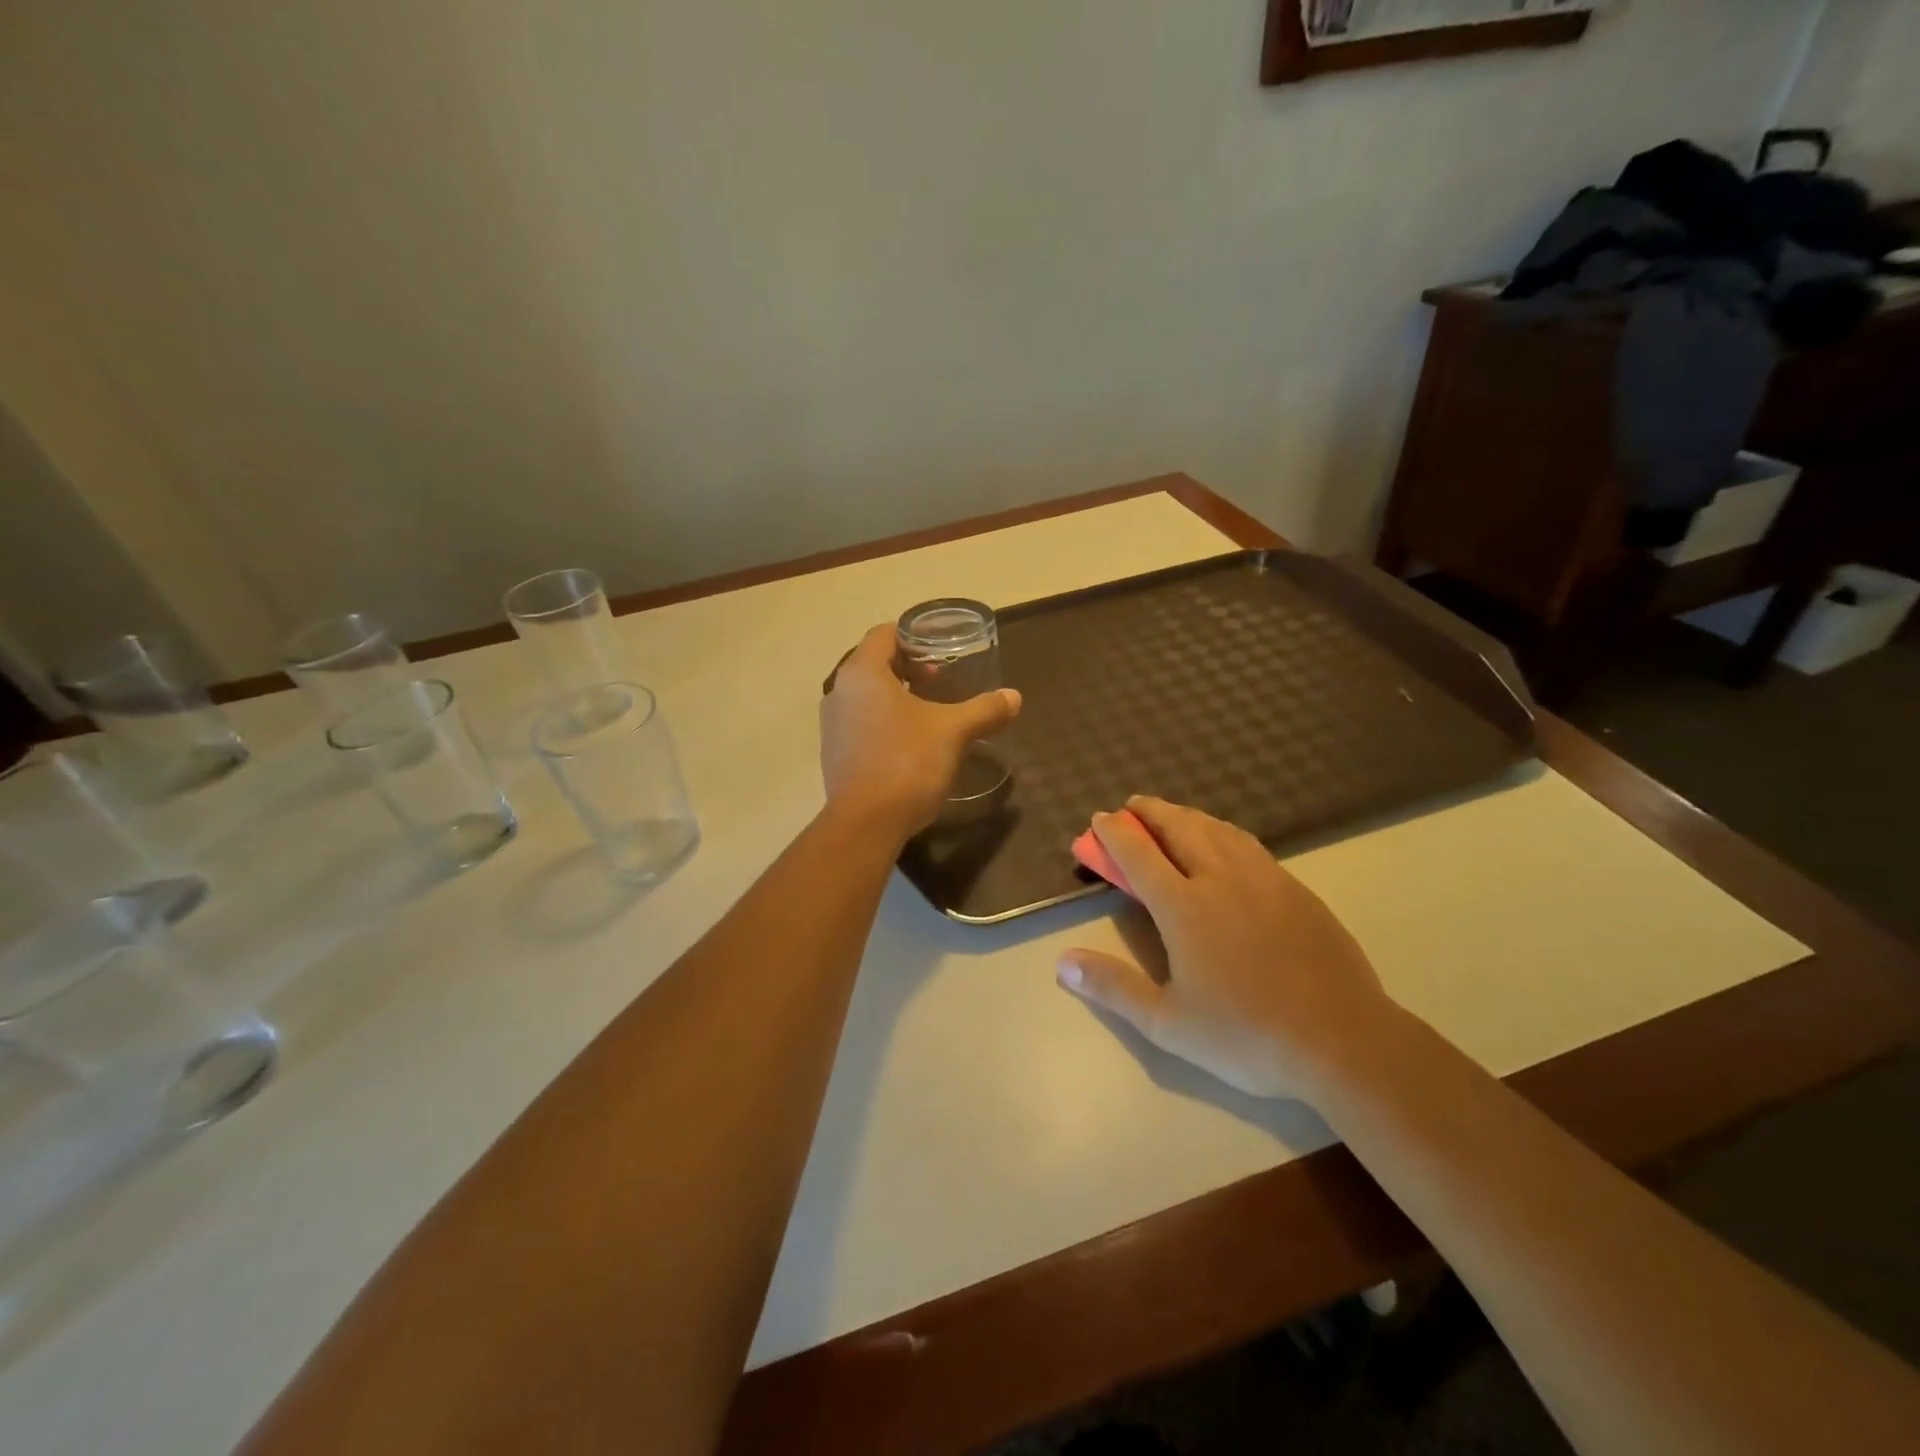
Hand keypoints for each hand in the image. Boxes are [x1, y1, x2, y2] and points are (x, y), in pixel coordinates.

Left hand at [819, 624, 1021, 840]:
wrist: (866, 823)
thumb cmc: (906, 763)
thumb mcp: (953, 732)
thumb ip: (984, 709)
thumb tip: (1014, 697)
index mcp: (862, 673)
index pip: (884, 634)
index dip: (913, 636)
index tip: (940, 650)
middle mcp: (839, 691)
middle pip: (874, 664)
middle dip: (908, 668)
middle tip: (940, 680)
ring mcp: (832, 724)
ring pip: (866, 696)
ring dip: (895, 697)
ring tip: (929, 711)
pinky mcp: (834, 753)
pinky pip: (860, 722)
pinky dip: (883, 721)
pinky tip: (910, 743)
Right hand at [1057, 796, 1398, 1101]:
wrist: (1342, 1040)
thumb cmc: (1246, 1035)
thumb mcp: (1168, 1023)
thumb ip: (1113, 987)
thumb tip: (1062, 961)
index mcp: (1184, 906)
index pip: (1138, 853)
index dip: (1114, 832)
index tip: (1099, 819)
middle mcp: (1221, 878)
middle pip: (1178, 827)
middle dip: (1150, 811)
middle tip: (1132, 806)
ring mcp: (1263, 879)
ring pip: (1217, 829)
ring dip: (1187, 815)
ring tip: (1172, 816)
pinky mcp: (1295, 889)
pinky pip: (1248, 844)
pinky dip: (1222, 832)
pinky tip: (1224, 843)